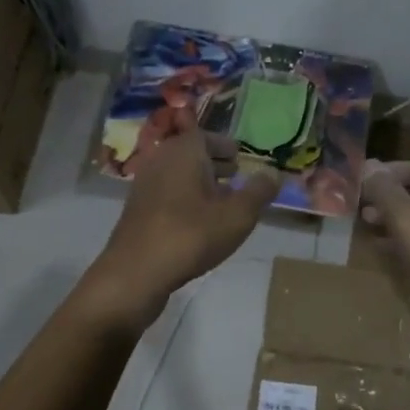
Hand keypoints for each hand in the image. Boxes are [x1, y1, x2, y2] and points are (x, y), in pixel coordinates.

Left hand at [86, 118, 280, 322]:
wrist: (136, 272)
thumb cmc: (191, 235)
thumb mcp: (238, 214)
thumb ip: (259, 191)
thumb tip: (274, 172)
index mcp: (183, 151)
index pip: (206, 136)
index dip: (225, 146)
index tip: (240, 156)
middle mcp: (160, 160)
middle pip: (190, 155)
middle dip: (214, 163)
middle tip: (235, 175)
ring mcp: (144, 186)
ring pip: (178, 176)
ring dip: (199, 183)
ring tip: (222, 200)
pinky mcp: (137, 211)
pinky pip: (167, 195)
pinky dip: (185, 199)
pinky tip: (199, 222)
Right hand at [360, 159, 409, 316]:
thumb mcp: (406, 218)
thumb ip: (385, 190)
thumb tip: (367, 164)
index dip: (389, 170)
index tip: (362, 178)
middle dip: (387, 195)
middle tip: (358, 202)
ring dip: (391, 218)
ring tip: (364, 222)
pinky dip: (401, 239)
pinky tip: (380, 247)